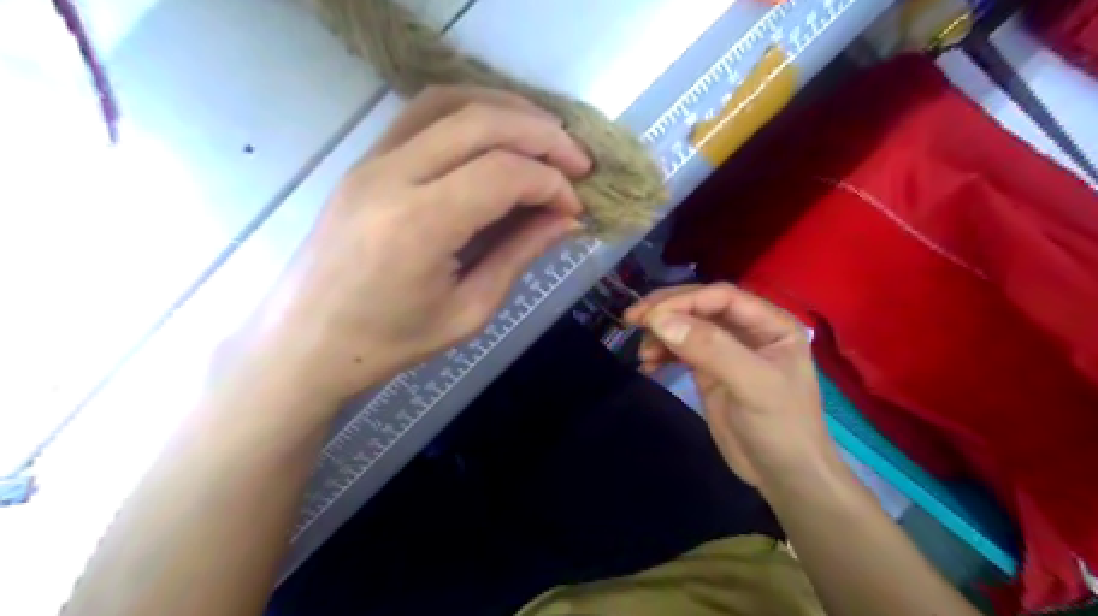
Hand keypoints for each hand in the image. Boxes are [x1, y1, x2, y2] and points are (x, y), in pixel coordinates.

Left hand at [247, 87, 592, 402]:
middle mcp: (392, 176)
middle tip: (578, 162)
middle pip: (481, 122)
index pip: (503, 174)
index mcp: (419, 225)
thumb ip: (520, 255)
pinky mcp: (364, 160)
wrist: (306, 342)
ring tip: (545, 136)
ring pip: (450, 102)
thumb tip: (566, 219)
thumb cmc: (390, 342)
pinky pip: (422, 114)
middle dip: (543, 135)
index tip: (575, 207)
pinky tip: (497, 134)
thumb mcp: (469, 311)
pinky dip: (470, 112)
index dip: (551, 183)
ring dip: (507, 110)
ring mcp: (371, 161)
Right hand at [627, 281, 841, 489]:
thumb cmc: (781, 427)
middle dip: (666, 311)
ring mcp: (727, 350)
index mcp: (770, 323)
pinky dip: (662, 352)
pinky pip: (681, 350)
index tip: (650, 316)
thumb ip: (711, 349)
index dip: (684, 301)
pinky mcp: (710, 371)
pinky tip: (648, 363)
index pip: (721, 297)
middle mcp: (748, 329)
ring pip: (687, 326)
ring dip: (661, 333)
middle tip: (632, 320)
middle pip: (700, 306)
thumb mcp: (753, 385)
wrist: (783, 476)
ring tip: (643, 352)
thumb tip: (660, 321)